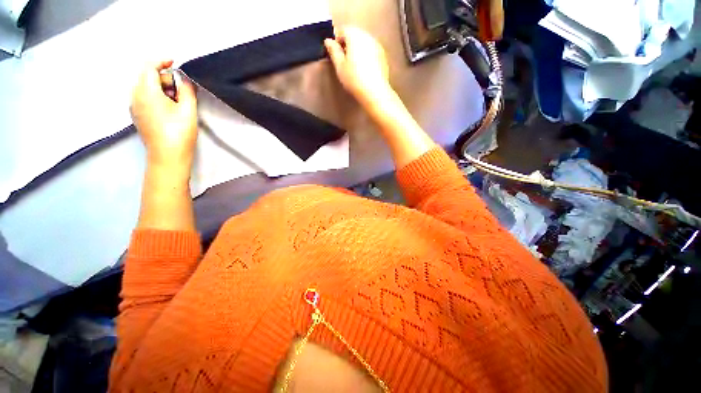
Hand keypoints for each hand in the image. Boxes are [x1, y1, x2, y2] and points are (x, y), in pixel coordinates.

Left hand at [130, 60, 197, 170]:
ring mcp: (134, 106)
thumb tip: (183, 79)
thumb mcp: (188, 110)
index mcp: (146, 91)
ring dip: (162, 89)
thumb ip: (187, 90)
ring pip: (146, 88)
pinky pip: (145, 98)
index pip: (149, 66)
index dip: (162, 61)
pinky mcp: (137, 115)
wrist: (167, 157)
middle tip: (183, 91)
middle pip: (147, 77)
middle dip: (165, 79)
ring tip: (178, 103)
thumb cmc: (179, 133)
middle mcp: (135, 96)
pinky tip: (170, 109)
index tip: (175, 62)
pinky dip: (157, 97)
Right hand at [324, 26, 391, 107]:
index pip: (342, 30)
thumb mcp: (340, 66)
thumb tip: (328, 41)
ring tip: (354, 66)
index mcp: (354, 35)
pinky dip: (366, 56)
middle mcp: (367, 36)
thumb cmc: (354, 79)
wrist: (375, 92)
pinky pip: (371, 51)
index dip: (336, 41)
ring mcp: (377, 46)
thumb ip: (333, 51)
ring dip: (357, 50)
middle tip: (343, 61)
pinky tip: (364, 70)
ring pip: (364, 43)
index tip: (334, 54)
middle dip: (347, 44)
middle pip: (354, 35)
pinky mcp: (383, 56)